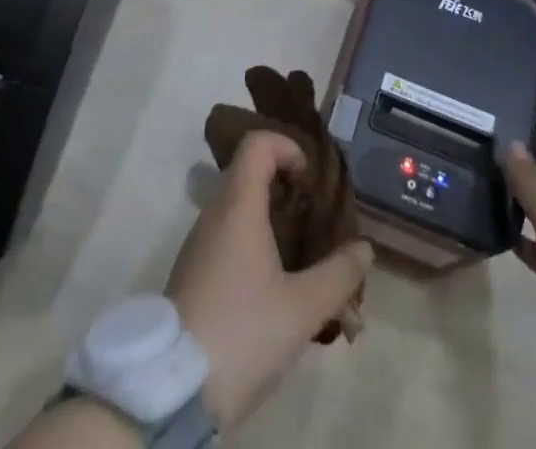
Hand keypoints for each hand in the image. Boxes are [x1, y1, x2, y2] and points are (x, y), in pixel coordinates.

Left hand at [167, 131, 373, 431]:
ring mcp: (198, 245)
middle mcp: (214, 214)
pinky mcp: (191, 275)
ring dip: (269, 218)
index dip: (287, 148)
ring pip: (236, 208)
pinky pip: (225, 237)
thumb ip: (339, 275)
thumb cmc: (242, 332)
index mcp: (238, 206)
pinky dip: (251, 242)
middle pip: (248, 173)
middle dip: (284, 186)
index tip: (309, 180)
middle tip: (312, 217)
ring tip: (299, 254)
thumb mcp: (302, 309)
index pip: (257, 144)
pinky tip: (272, 284)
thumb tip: (364, 248)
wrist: (171, 391)